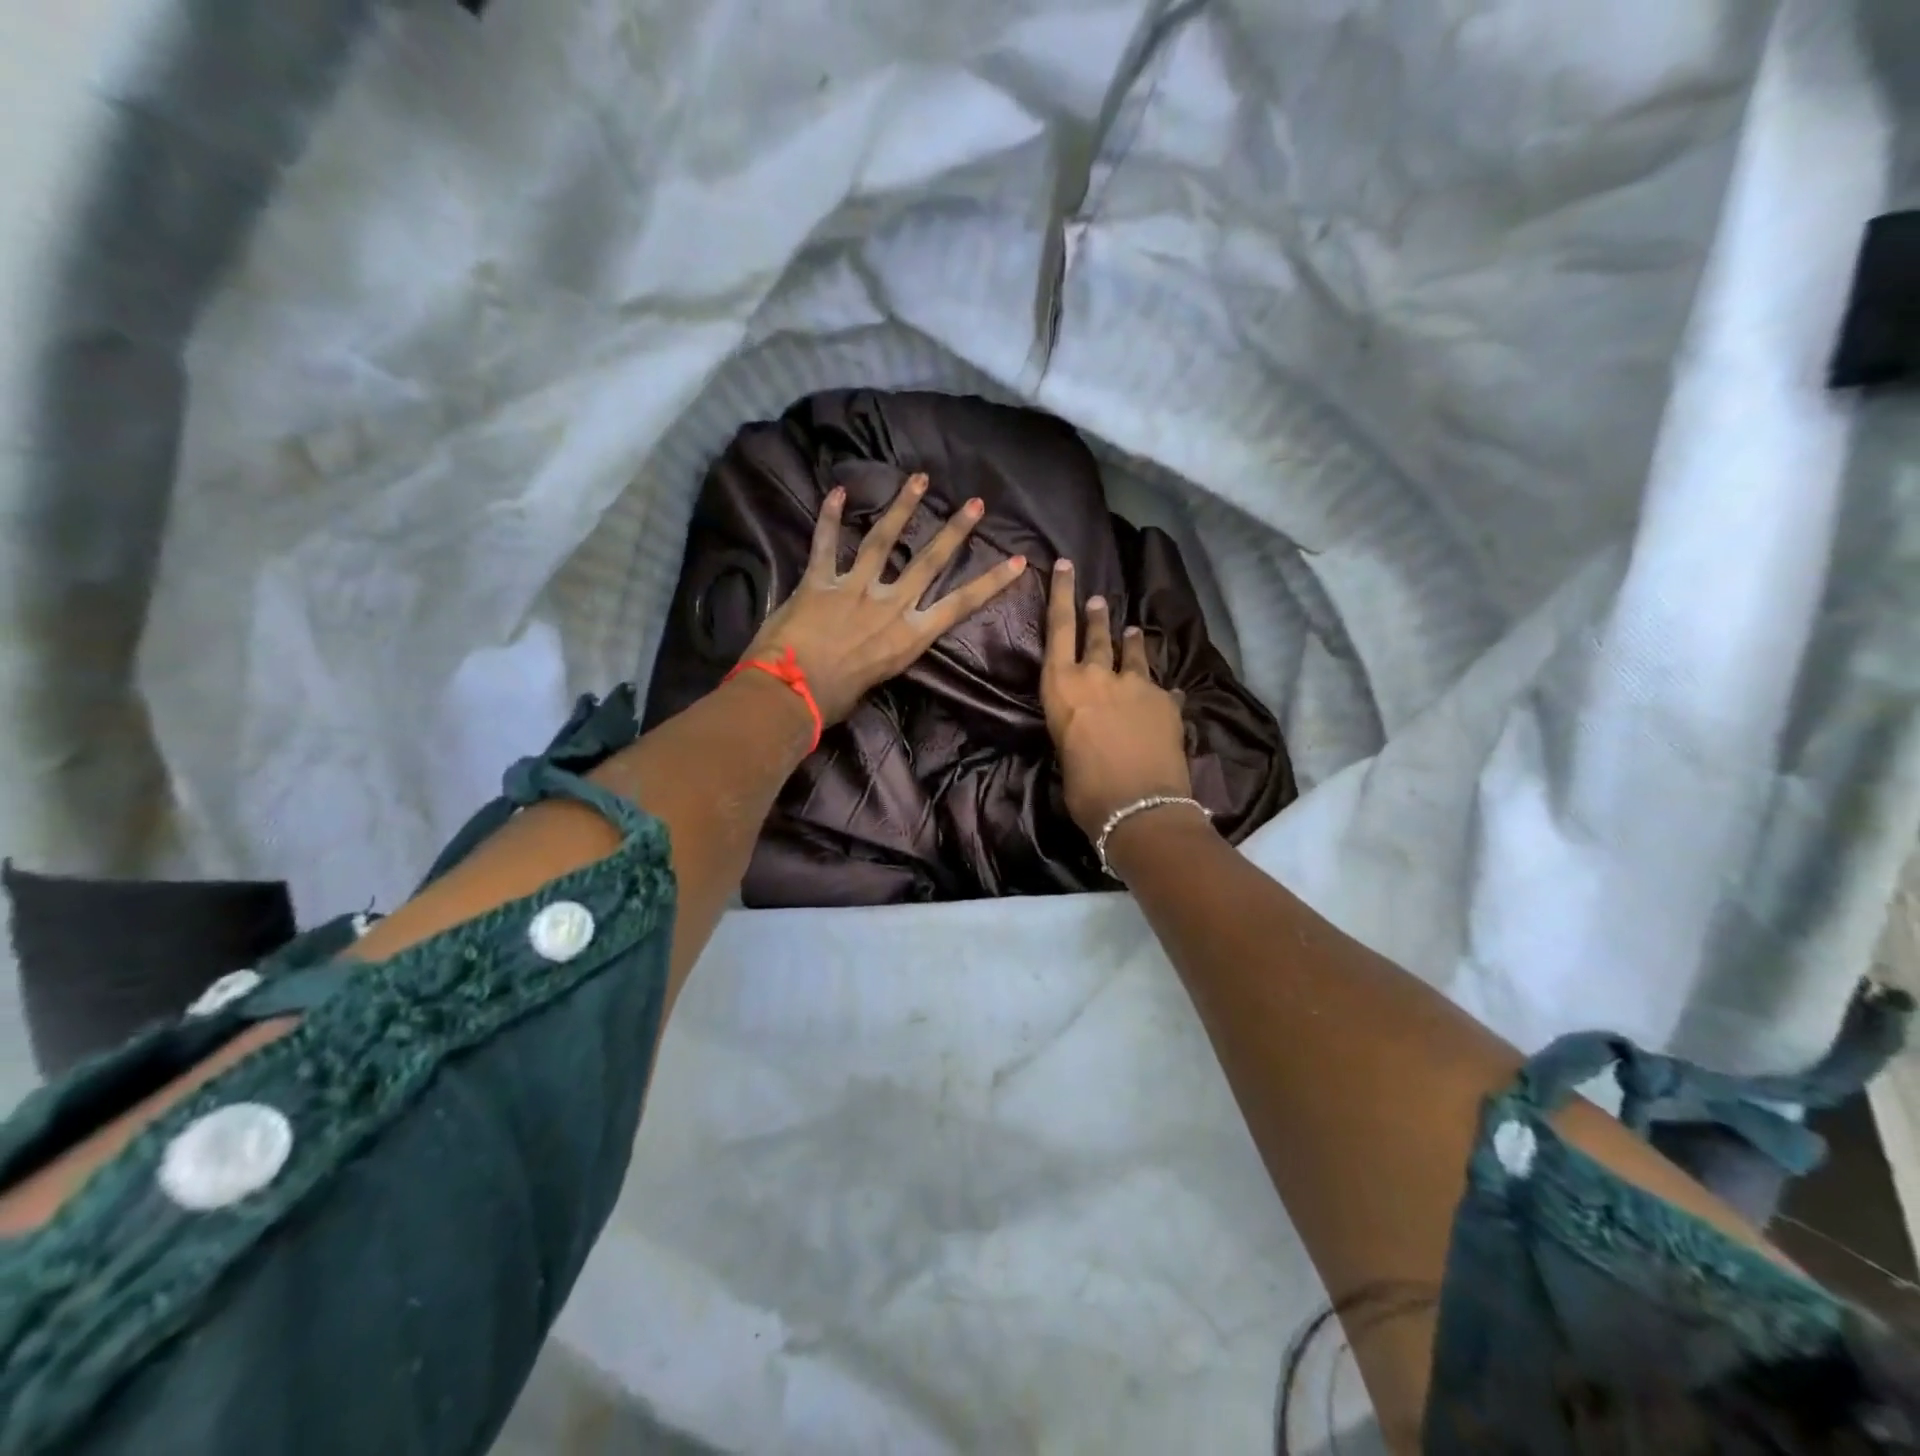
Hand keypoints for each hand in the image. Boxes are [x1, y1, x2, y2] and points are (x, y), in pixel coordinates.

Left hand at [744, 472, 1026, 724]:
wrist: (793, 694)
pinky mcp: (819, 582)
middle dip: (955, 531)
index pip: (960, 604)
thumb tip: (875, 644)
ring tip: (920, 480)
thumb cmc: (835, 700)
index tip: (1017, 561)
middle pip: (929, 561)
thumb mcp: (878, 680)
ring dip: (902, 507)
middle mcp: (889, 605)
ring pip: (883, 541)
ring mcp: (855, 588)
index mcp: (909, 636)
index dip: (991, 582)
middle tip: (975, 504)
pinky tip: (837, 491)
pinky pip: (825, 544)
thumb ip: (884, 653)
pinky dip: (829, 517)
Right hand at [1041, 558, 1192, 838]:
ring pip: (1132, 653)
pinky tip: (1164, 694)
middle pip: (1097, 634)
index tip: (1065, 565)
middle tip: (1099, 598)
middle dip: (1097, 615)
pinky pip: (1161, 688)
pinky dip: (1159, 690)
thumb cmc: (1085, 789)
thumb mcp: (1065, 752)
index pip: (1058, 629)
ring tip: (1131, 631)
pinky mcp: (1166, 702)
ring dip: (1130, 641)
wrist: (1139, 806)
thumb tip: (1087, 727)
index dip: (1061, 594)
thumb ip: (1075, 727)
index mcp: (1062, 687)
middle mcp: (1097, 676)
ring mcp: (1136, 685)